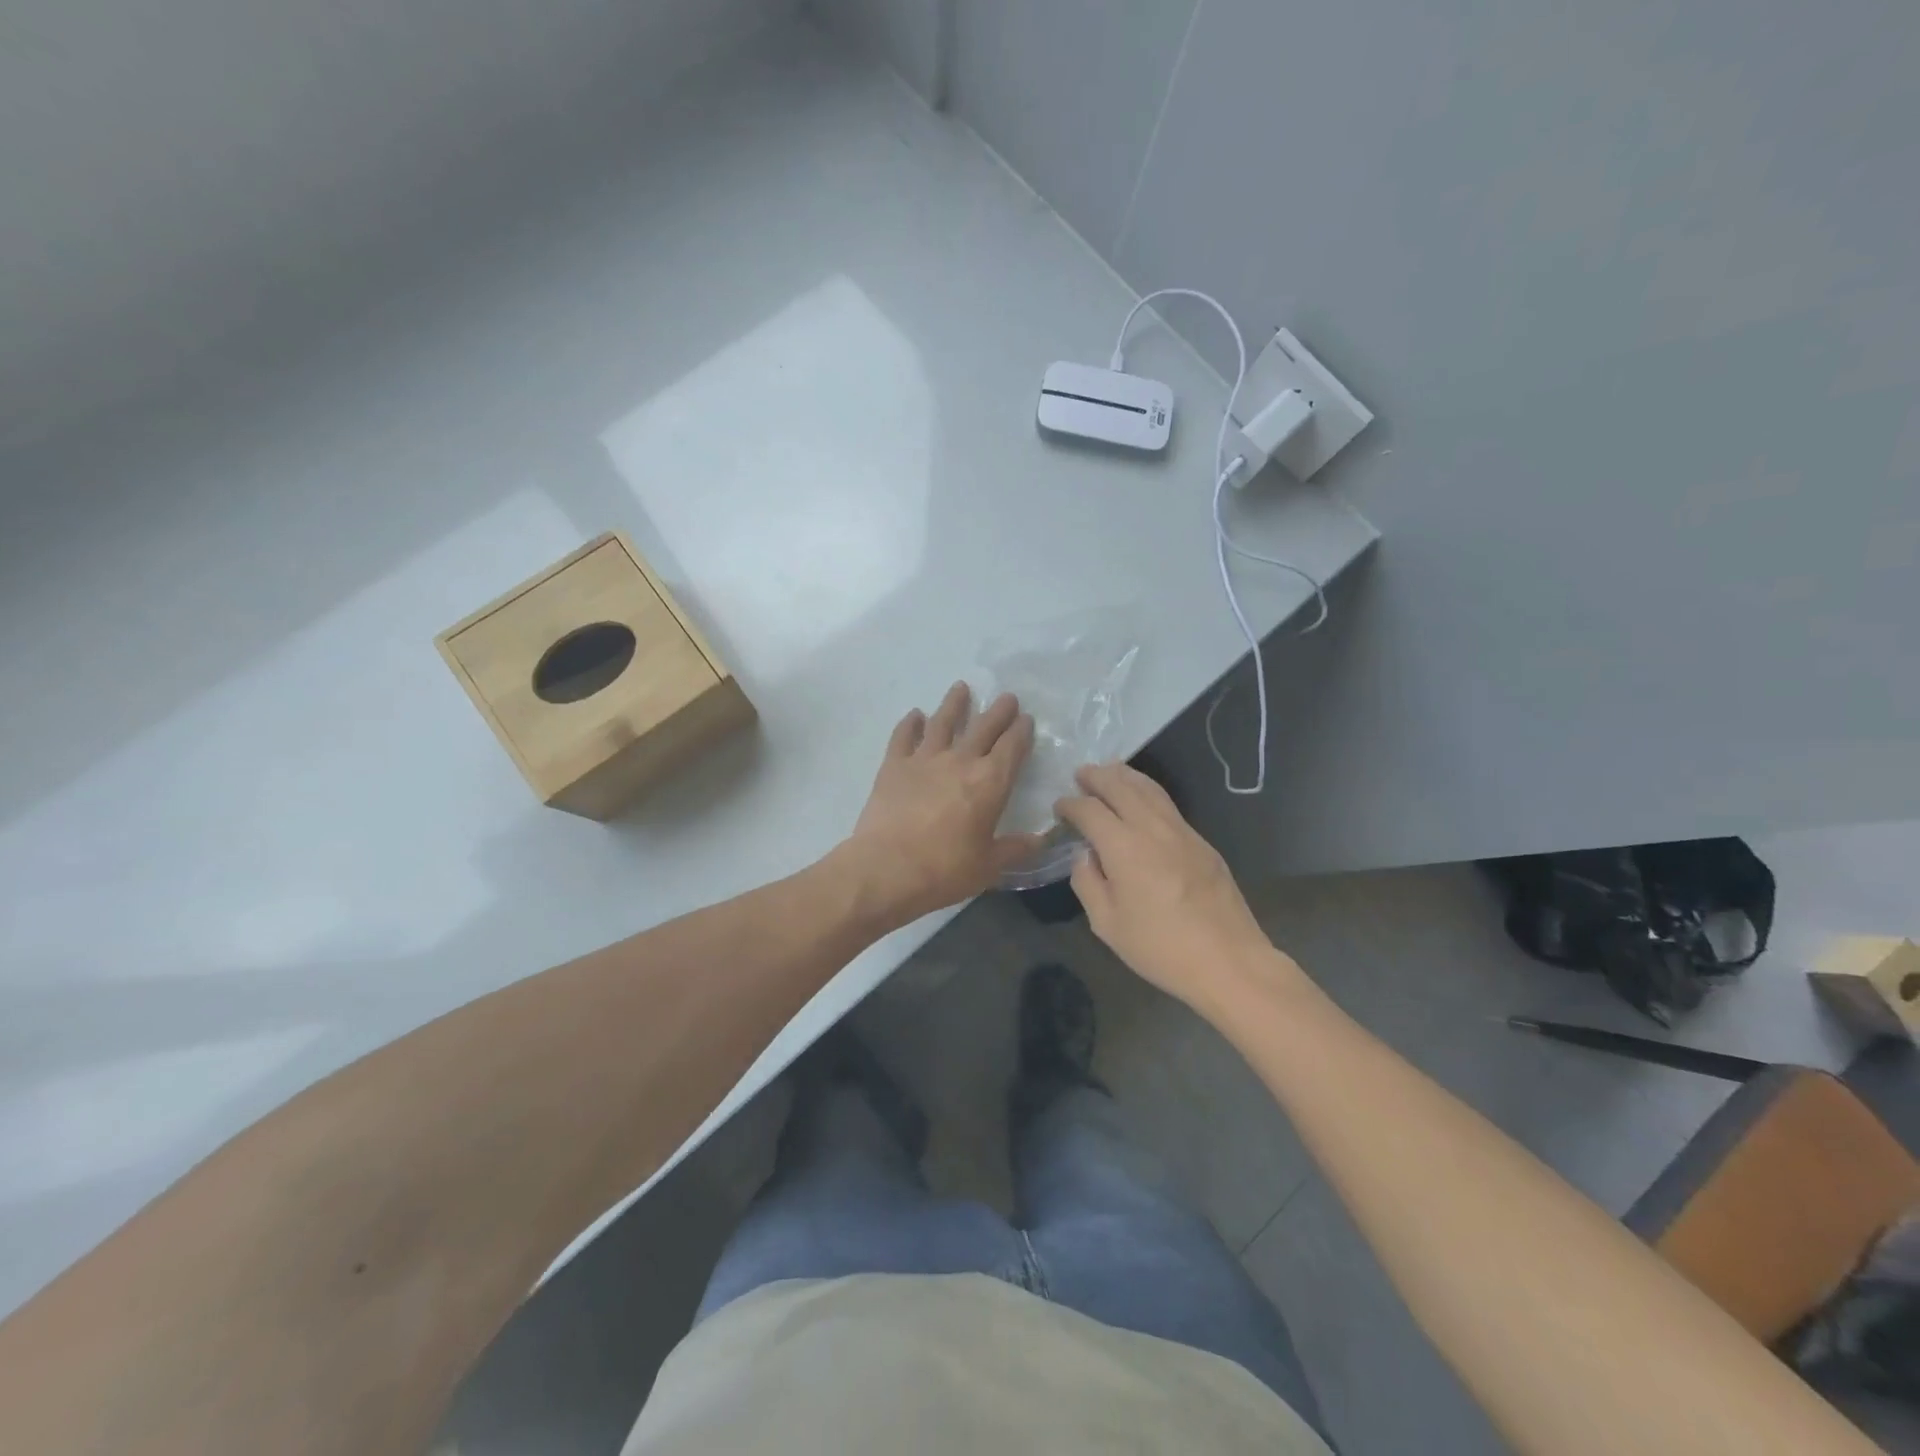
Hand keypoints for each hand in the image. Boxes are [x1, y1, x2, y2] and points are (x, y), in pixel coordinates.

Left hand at [843, 684, 1044, 926]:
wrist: (886, 869)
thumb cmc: (944, 870)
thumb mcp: (989, 866)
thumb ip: (1016, 849)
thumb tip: (1041, 840)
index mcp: (990, 782)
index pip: (1012, 748)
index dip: (1021, 732)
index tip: (1026, 719)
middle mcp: (960, 761)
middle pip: (983, 727)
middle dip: (998, 711)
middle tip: (1007, 697)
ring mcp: (924, 759)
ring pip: (943, 722)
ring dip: (954, 704)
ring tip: (961, 687)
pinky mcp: (893, 765)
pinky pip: (903, 736)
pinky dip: (910, 723)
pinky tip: (915, 715)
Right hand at [1055, 762, 1278, 1009]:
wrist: (1227, 959)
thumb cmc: (1160, 947)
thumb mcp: (1107, 924)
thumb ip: (1088, 882)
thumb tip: (1084, 856)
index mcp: (1123, 846)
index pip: (1090, 810)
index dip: (1070, 804)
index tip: (1059, 807)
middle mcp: (1152, 827)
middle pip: (1121, 786)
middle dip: (1097, 777)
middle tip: (1081, 774)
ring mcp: (1182, 831)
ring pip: (1149, 789)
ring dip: (1125, 776)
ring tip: (1110, 772)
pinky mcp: (1202, 842)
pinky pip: (1168, 804)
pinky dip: (1147, 791)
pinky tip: (1142, 800)